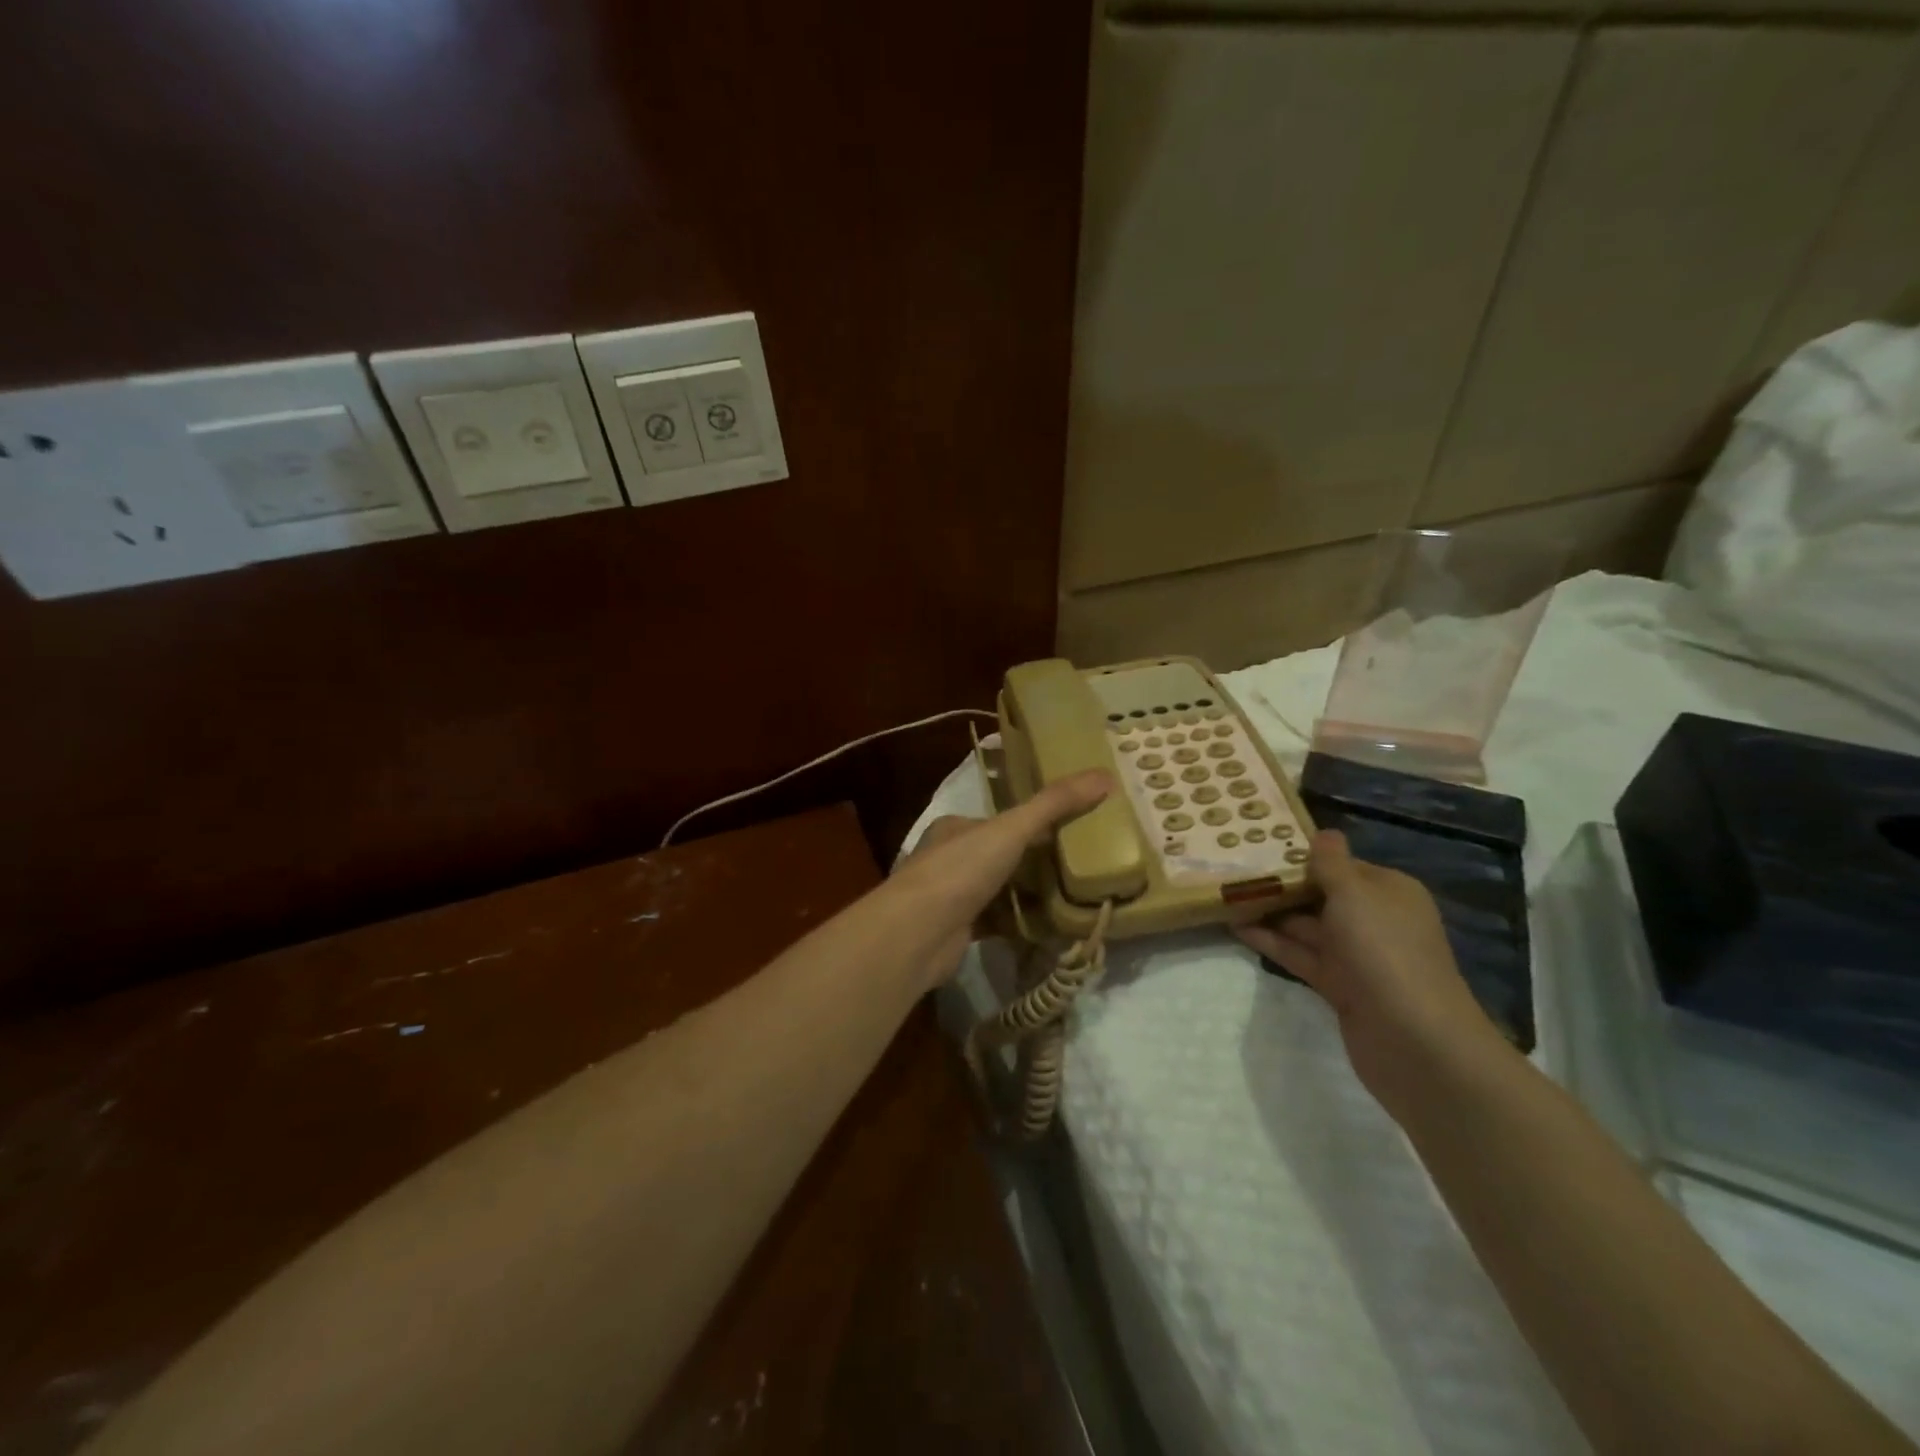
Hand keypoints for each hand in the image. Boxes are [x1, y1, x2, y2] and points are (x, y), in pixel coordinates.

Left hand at [891, 770, 1113, 987]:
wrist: (918, 934)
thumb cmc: (961, 870)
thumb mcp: (1012, 829)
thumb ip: (1055, 804)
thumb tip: (1105, 776)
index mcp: (955, 828)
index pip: (1000, 820)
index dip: (1034, 823)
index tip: (1072, 830)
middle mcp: (949, 859)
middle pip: (1001, 857)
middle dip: (1035, 863)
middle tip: (1079, 867)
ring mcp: (951, 898)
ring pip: (1000, 891)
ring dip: (1030, 895)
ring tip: (1074, 897)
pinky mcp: (959, 932)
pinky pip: (998, 923)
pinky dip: (1021, 924)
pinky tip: (1051, 928)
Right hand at [1234, 830, 1499, 1112]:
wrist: (1413, 1039)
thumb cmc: (1383, 950)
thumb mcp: (1355, 894)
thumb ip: (1332, 863)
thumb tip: (1324, 833)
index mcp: (1388, 891)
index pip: (1341, 864)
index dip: (1304, 855)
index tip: (1260, 844)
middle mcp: (1374, 919)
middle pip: (1321, 894)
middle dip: (1282, 883)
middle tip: (1233, 868)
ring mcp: (1356, 955)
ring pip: (1306, 926)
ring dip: (1270, 912)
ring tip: (1226, 895)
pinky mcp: (1339, 986)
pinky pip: (1300, 954)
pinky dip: (1272, 942)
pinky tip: (1236, 928)